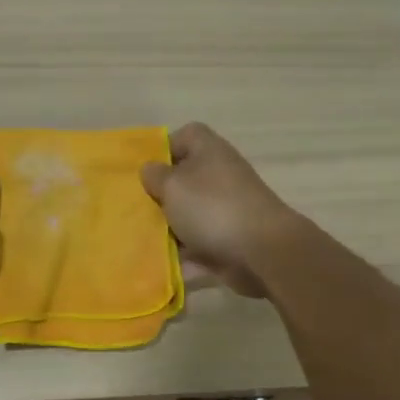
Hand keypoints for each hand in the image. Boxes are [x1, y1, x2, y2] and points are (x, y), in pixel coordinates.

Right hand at [140, 123, 298, 297]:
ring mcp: (227, 208)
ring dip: (169, 226)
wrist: (261, 251)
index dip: (164, 149)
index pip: (186, 136)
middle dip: (161, 194)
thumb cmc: (212, 208)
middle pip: (184, 178)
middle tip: (137, 208)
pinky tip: (163, 263)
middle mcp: (220, 175)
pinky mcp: (230, 238)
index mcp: (209, 151)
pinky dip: (184, 253)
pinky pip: (199, 243)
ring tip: (144, 238)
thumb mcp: (173, 186)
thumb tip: (150, 169)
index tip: (145, 171)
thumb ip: (155, 176)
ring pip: (190, 213)